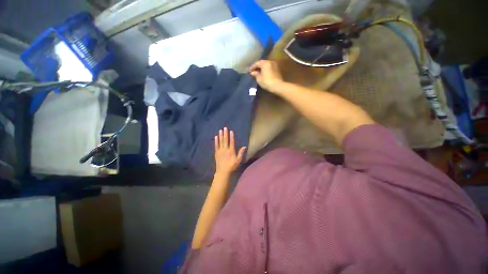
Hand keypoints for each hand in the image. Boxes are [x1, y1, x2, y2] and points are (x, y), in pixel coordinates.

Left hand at [214, 127, 245, 174]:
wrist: (223, 171)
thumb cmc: (231, 165)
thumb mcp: (238, 160)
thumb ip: (241, 153)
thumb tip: (244, 146)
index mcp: (231, 151)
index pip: (231, 142)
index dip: (231, 136)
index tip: (231, 131)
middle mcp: (225, 149)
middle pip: (225, 140)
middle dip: (225, 134)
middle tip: (225, 128)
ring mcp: (220, 151)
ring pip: (220, 142)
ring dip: (220, 136)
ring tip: (220, 130)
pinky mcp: (216, 152)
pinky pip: (216, 145)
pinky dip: (216, 141)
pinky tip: (216, 137)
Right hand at [250, 60, 283, 92]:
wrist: (277, 86)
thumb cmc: (266, 81)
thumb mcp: (259, 78)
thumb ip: (255, 74)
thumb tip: (253, 72)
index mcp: (265, 63)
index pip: (257, 63)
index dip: (252, 67)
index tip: (249, 71)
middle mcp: (270, 62)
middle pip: (262, 63)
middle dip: (257, 67)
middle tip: (253, 71)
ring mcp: (274, 66)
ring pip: (266, 66)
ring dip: (262, 69)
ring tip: (258, 73)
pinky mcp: (277, 70)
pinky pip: (269, 69)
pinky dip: (265, 70)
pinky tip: (263, 74)